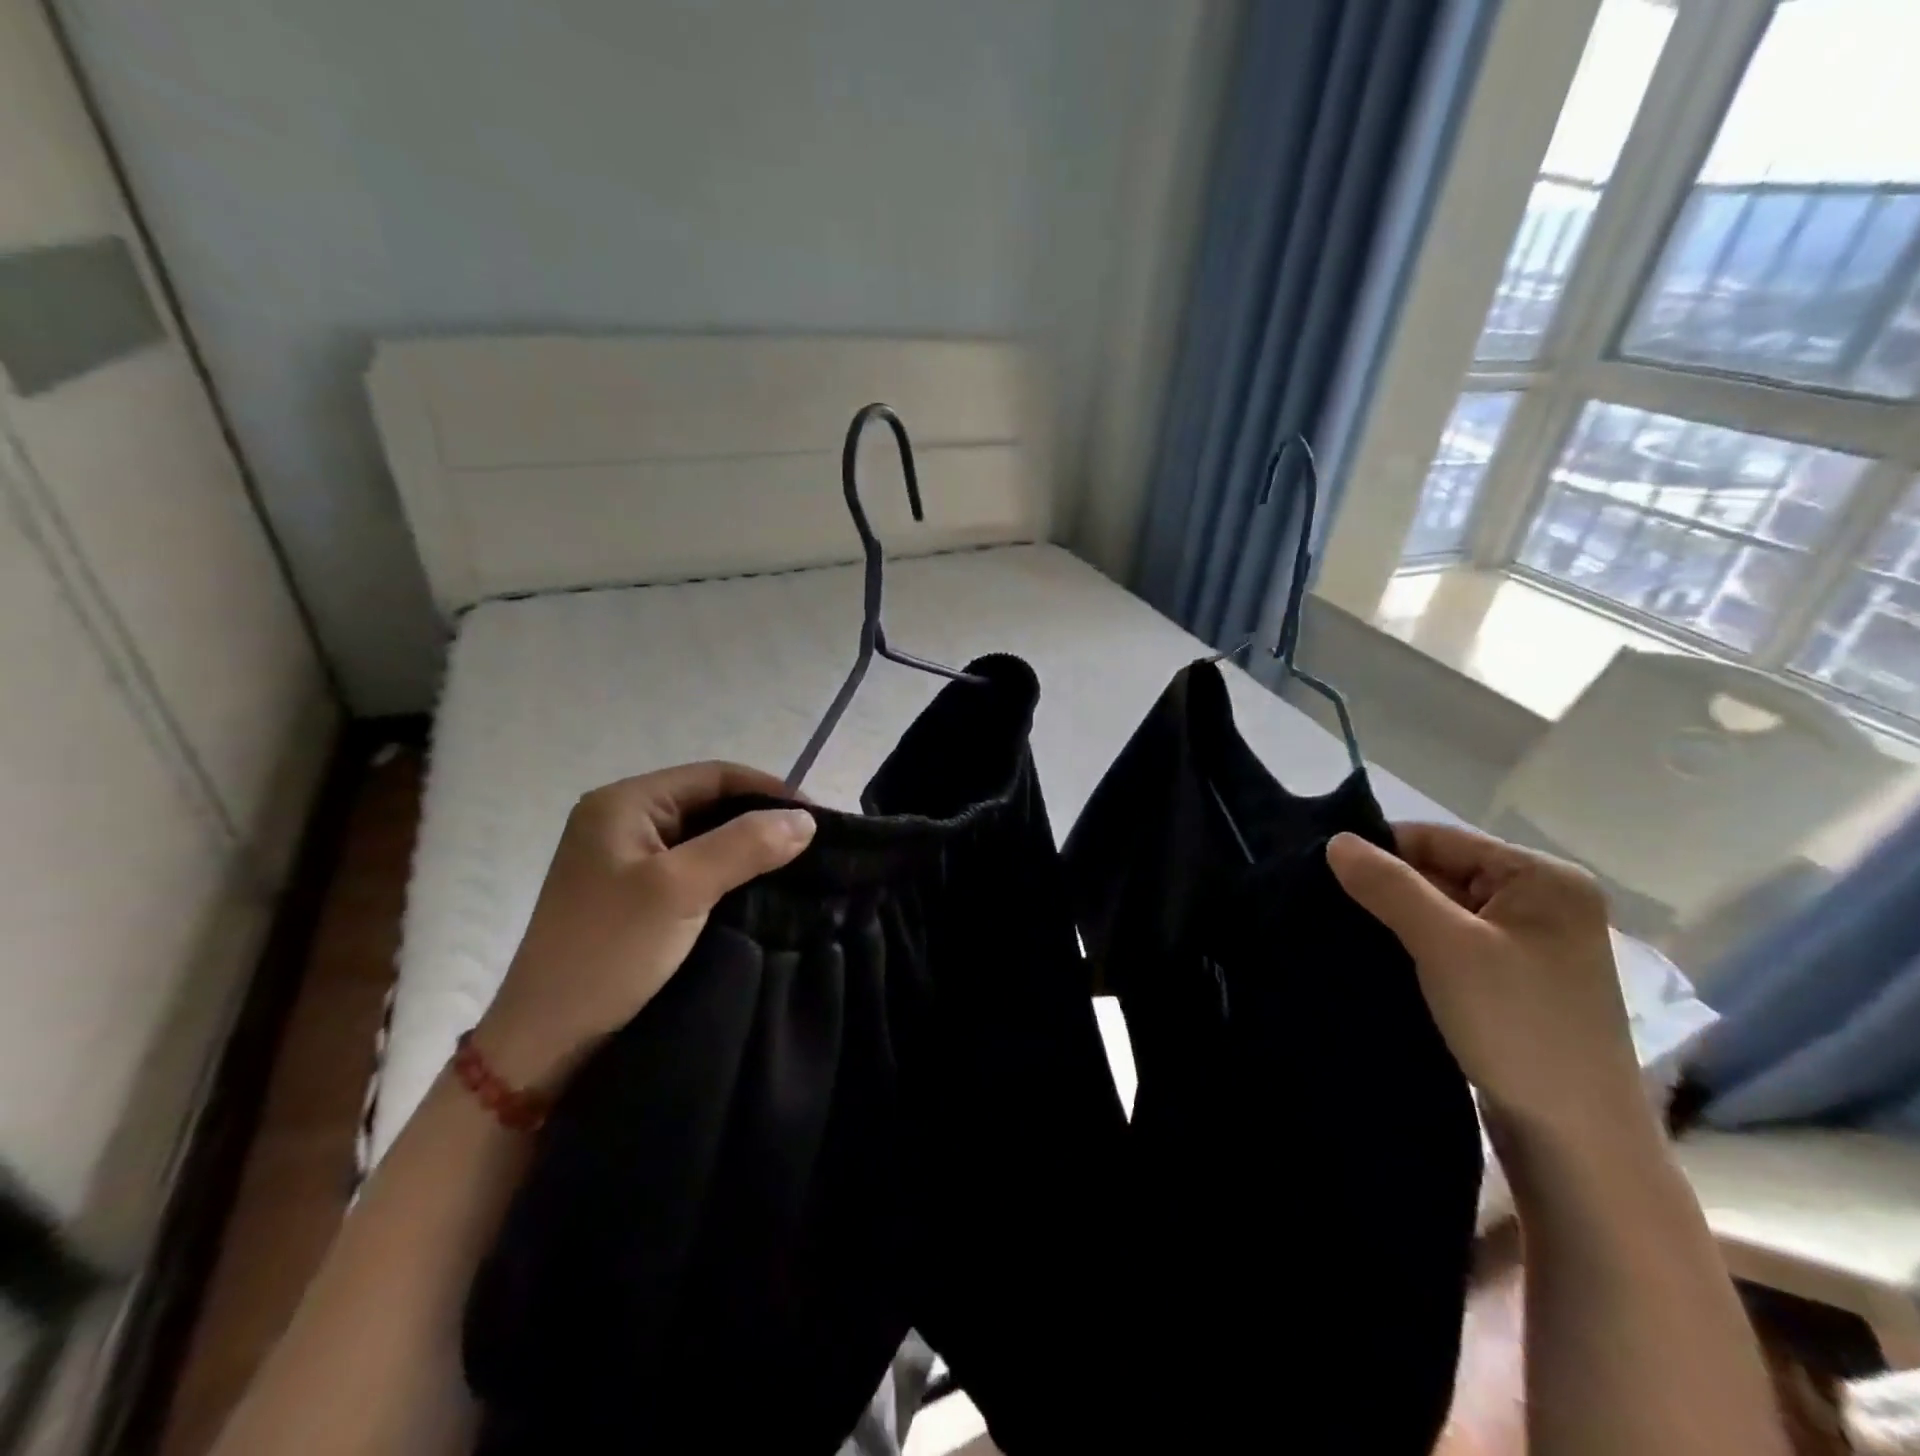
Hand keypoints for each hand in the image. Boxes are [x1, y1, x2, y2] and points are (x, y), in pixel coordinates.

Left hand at [473, 762, 815, 1095]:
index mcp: (624, 803)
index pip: (714, 776)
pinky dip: (728, 874)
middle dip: (761, 820)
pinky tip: (759, 891)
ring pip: (703, 837)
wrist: (546, 1042)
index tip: (817, 820)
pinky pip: (692, 868)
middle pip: (709, 803)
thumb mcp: (680, 889)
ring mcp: (624, 859)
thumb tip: (806, 820)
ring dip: (747, 849)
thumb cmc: (608, 952)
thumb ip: (745, 845)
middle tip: (812, 847)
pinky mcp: (632, 895)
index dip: (770, 790)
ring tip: (796, 868)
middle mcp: (621, 821)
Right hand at [1326, 822, 1645, 1151]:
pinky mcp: (1512, 979)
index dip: (1380, 849)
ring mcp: (1529, 943)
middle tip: (1324, 901)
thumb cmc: (1517, 1026)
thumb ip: (1390, 885)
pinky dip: (1412, 945)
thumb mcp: (1447, 945)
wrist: (1574, 1139)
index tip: (1322, 870)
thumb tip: (1336, 841)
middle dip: (1386, 886)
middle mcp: (1542, 901)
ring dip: (1395, 918)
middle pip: (1440, 872)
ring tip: (1341, 927)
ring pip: (1440, 909)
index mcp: (1544, 878)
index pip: (1439, 839)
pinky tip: (1376, 955)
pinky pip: (1449, 942)